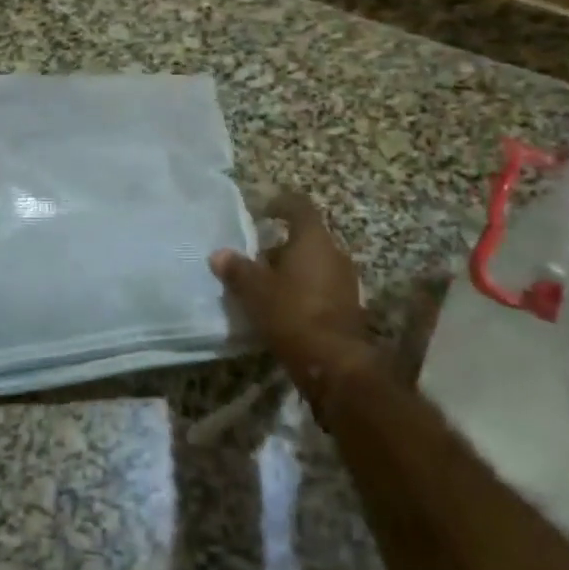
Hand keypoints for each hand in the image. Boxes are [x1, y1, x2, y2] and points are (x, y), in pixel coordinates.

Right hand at [210, 193, 371, 392]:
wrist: (336, 365)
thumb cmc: (293, 314)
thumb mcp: (255, 291)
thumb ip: (236, 269)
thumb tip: (219, 254)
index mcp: (314, 240)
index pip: (299, 207)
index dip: (280, 204)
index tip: (262, 211)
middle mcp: (335, 254)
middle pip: (306, 239)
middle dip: (279, 247)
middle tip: (254, 259)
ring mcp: (346, 282)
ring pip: (314, 265)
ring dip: (292, 271)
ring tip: (265, 287)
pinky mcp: (350, 308)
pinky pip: (322, 288)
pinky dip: (303, 292)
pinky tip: (283, 309)